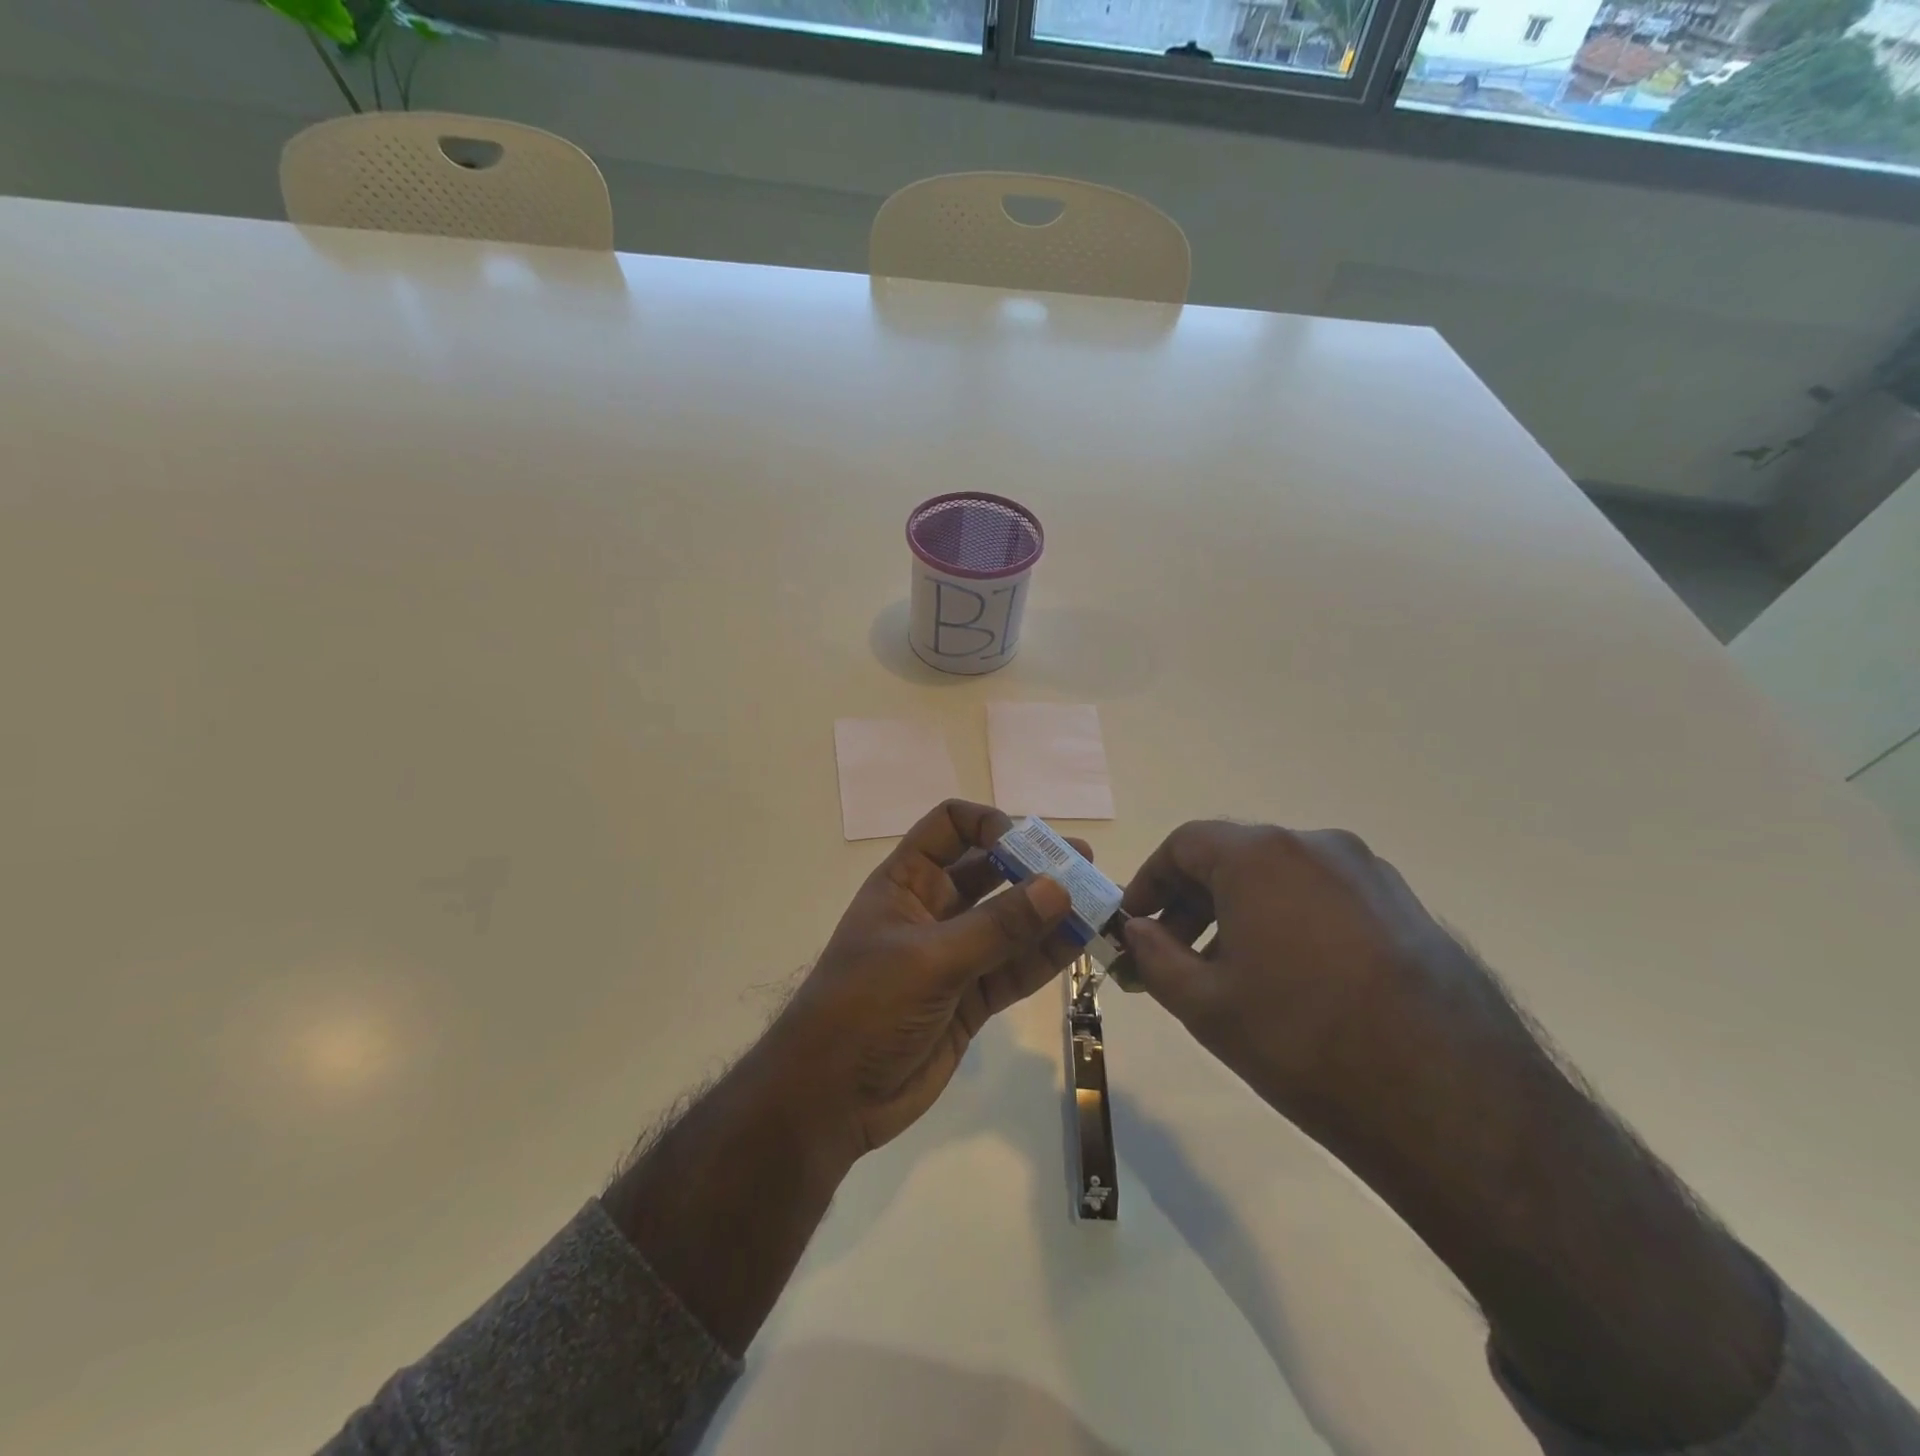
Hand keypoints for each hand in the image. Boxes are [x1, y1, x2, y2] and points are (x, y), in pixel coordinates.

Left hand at [606, 800, 1080, 1356]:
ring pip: (1011, 921)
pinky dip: (1046, 955)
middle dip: (1034, 866)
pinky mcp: (972, 997)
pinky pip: (1015, 967)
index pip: (950, 827)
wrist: (830, 1098)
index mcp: (907, 882)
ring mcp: (955, 954)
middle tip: (1083, 864)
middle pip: (990, 871)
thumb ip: (997, 927)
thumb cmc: (864, 1007)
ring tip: (1098, 901)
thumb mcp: (929, 960)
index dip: (989, 825)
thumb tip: (1059, 888)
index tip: (1026, 847)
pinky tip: (1081, 942)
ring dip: (1051, 911)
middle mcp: (934, 909)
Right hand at [1115, 820, 1518, 1150]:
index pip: (1183, 844)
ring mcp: (1368, 873)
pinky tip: (1291, 979)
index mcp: (1261, 855)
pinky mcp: (1405, 906)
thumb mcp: (1205, 1005)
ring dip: (1240, 913)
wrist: (1452, 1100)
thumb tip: (1137, 931)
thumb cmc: (1303, 1041)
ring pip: (1281, 878)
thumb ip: (1154, 956)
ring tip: (1230, 974)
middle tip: (1172, 955)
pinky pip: (1325, 897)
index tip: (1134, 924)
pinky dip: (1289, 921)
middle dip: (1191, 902)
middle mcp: (1316, 845)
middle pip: (1233, 857)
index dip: (1149, 881)